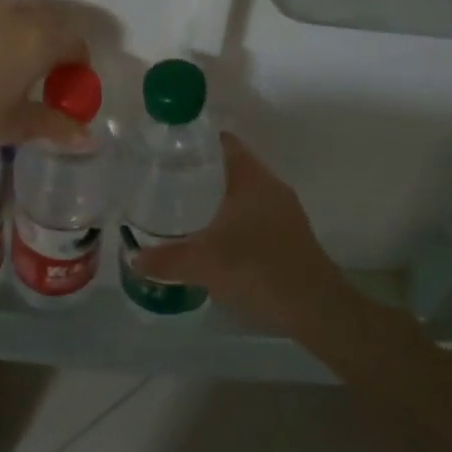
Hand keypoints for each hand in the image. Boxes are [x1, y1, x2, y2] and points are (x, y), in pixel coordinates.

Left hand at [0, 0, 91, 156]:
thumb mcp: (15, 127)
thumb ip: (55, 126)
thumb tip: (88, 139)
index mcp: (39, 39)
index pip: (76, 42)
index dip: (79, 65)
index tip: (69, 87)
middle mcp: (17, 13)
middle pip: (52, 17)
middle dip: (57, 41)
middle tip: (46, 73)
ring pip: (21, 9)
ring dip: (29, 29)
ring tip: (16, 61)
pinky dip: (0, 27)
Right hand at [132, 134, 351, 334]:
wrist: (317, 310)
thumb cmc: (260, 270)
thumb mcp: (205, 264)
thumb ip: (166, 260)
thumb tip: (134, 258)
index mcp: (252, 179)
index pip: (224, 143)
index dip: (197, 140)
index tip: (168, 147)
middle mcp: (271, 187)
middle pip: (232, 166)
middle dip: (201, 170)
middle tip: (166, 178)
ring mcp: (284, 212)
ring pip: (243, 192)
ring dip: (216, 196)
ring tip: (182, 206)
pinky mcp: (288, 236)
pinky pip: (253, 215)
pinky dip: (231, 218)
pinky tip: (211, 237)